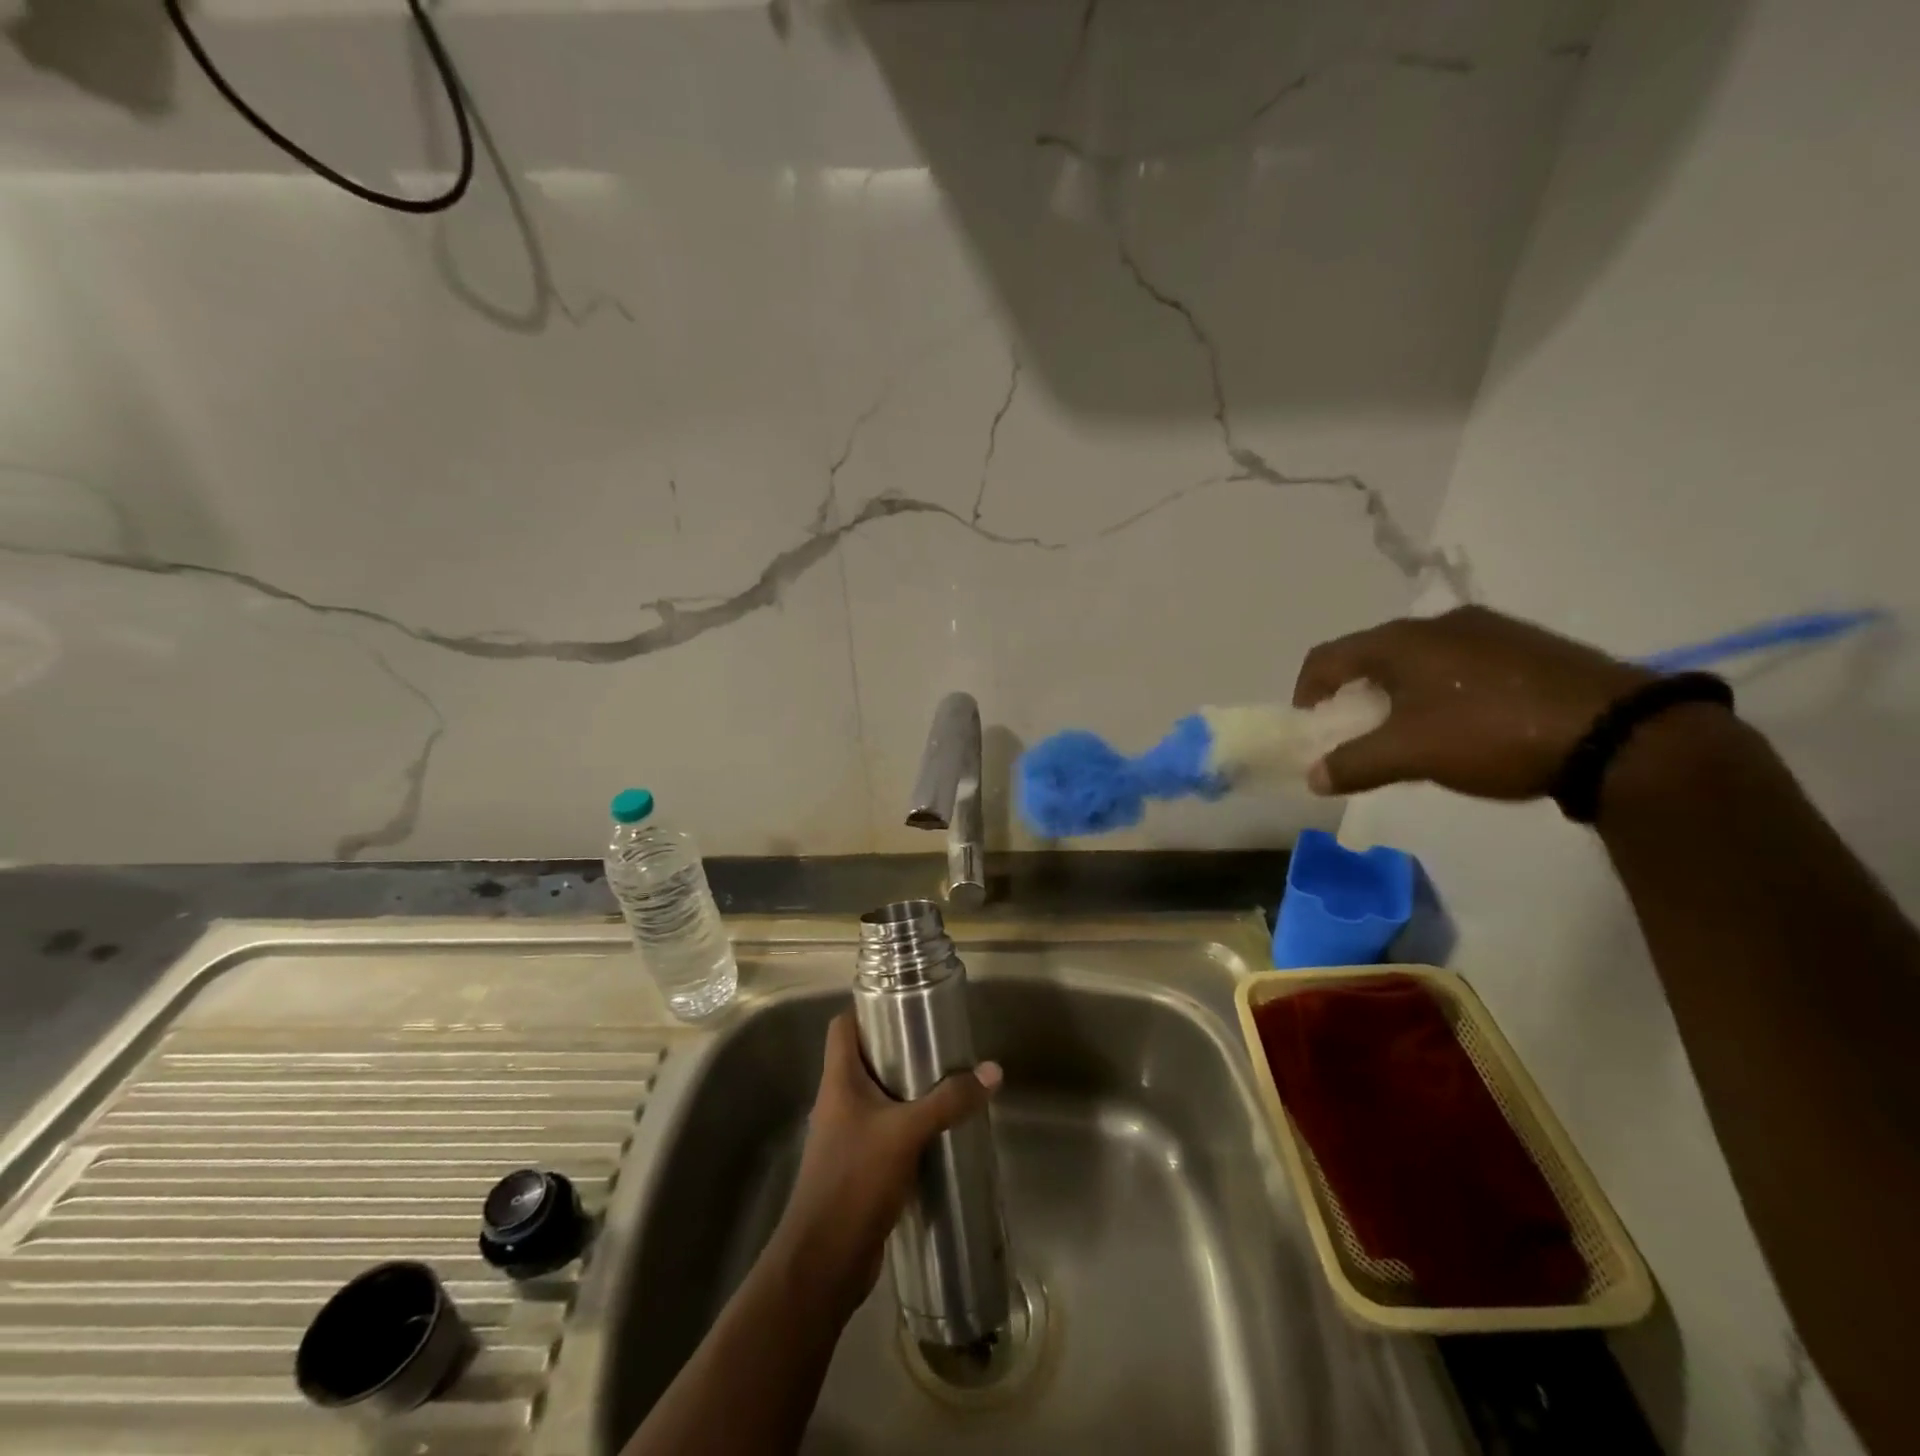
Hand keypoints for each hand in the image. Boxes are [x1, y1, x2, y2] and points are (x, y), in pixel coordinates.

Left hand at [770, 1011, 1000, 1322]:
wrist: (824, 1261)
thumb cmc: (855, 1180)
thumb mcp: (906, 1132)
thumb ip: (948, 1101)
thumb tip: (993, 1071)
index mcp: (838, 1081)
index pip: (843, 1026)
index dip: (867, 1009)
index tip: (904, 1001)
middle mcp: (838, 1101)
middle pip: (864, 1059)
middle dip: (899, 1048)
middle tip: (938, 1041)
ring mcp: (846, 1136)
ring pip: (878, 1096)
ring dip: (907, 1088)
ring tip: (946, 1080)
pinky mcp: (859, 1166)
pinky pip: (886, 1131)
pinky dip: (909, 1124)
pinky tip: (939, 1130)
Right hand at [1293, 605, 1653, 799]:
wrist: (1619, 732)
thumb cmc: (1491, 734)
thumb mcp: (1410, 755)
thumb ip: (1354, 764)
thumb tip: (1314, 776)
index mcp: (1401, 641)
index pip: (1327, 657)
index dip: (1307, 692)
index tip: (1312, 728)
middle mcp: (1439, 624)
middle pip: (1372, 655)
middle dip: (1354, 695)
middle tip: (1358, 733)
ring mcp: (1488, 630)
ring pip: (1418, 659)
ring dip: (1398, 693)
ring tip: (1413, 733)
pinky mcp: (1527, 646)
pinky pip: (1460, 663)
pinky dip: (1441, 690)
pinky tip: (1465, 724)